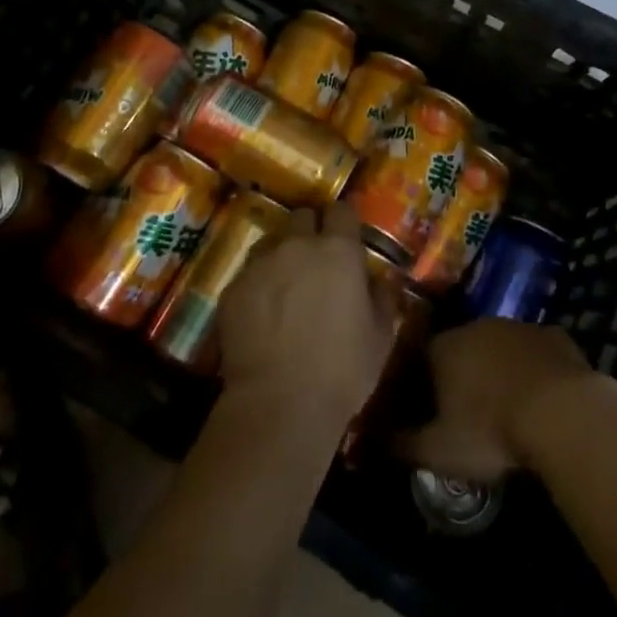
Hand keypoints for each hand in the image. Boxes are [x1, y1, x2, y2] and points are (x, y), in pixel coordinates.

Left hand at [217, 203, 395, 424]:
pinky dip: (258, 285)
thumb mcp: (380, 337)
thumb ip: (384, 298)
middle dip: (310, 231)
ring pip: (272, 242)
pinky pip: (249, 274)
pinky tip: (262, 314)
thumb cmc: (341, 371)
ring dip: (281, 254)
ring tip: (286, 286)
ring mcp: (260, 264)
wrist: (278, 405)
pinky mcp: (233, 288)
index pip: (342, 210)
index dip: (344, 222)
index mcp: (338, 251)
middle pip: (302, 217)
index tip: (347, 238)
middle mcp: (297, 246)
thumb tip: (383, 280)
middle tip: (316, 261)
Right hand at [395, 319, 614, 480]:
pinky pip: (534, 352)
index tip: (425, 409)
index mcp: (443, 348)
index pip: (420, 357)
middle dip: (460, 374)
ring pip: (498, 347)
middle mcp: (476, 326)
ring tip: (504, 407)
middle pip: (459, 347)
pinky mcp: (553, 335)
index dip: (421, 383)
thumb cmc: (491, 430)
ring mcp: (517, 327)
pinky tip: (540, 399)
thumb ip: (402, 445)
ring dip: (497, 369)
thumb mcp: (439, 451)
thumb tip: (369, 441)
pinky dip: (533, 370)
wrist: (563, 412)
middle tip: (467, 411)